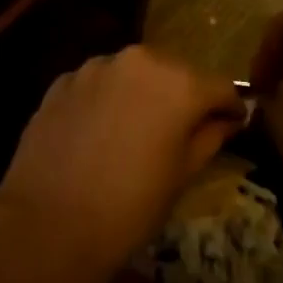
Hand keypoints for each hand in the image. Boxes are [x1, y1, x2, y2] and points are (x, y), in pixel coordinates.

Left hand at [0, 47, 243, 282]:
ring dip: (141, 94)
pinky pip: (98, 84)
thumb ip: (209, 136)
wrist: (48, 222)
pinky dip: (106, 99)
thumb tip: (226, 120)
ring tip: (135, 132)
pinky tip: (98, 134)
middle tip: (182, 131)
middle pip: (174, 72)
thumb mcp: (182, 175)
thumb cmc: (130, 206)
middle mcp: (139, 60)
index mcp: (178, 82)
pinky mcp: (63, 80)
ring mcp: (96, 66)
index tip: (233, 123)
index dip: (229, 106)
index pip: (219, 86)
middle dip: (183, 96)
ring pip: (133, 74)